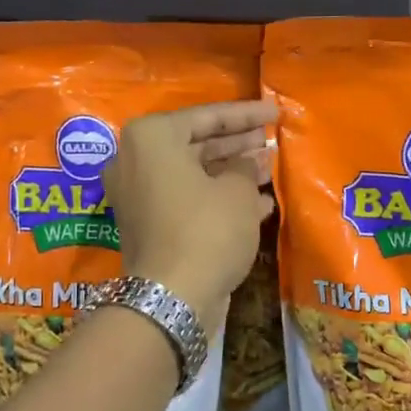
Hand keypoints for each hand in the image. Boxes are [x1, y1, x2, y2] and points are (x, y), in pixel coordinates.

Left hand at [105, 101, 275, 332]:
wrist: (171, 298)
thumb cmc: (207, 230)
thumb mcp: (237, 192)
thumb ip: (245, 167)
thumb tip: (248, 164)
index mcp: (151, 137)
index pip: (206, 116)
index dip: (246, 115)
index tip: (275, 112)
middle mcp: (135, 159)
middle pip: (196, 143)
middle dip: (237, 144)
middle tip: (270, 140)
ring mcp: (138, 194)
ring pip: (193, 173)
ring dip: (231, 172)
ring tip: (270, 169)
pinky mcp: (147, 224)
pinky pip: (186, 199)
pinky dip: (218, 198)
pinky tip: (260, 204)